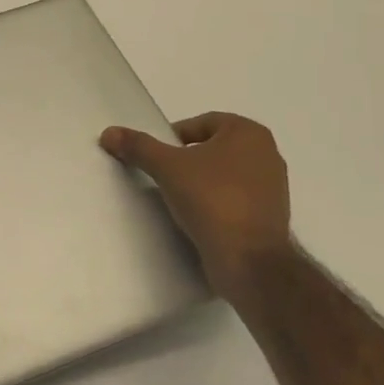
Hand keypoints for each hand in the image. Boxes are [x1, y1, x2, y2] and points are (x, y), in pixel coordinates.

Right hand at [100, 112, 292, 297]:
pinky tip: (197, 218)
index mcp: (249, 133)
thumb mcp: (167, 166)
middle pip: (213, 148)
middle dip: (188, 160)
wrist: (250, 261)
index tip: (158, 157)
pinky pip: (234, 199)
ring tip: (177, 198)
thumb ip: (138, 146)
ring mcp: (274, 187)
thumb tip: (109, 133)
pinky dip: (216, 203)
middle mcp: (268, 154)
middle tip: (164, 176)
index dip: (175, 137)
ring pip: (224, 175)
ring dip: (201, 182)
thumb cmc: (212, 199)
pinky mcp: (270, 217)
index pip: (202, 123)